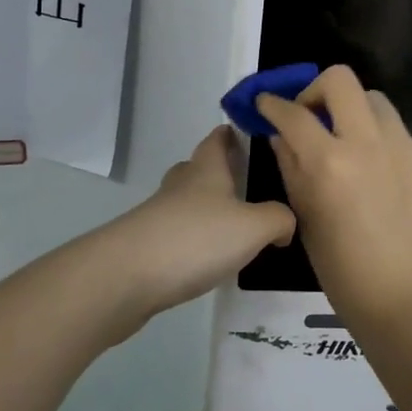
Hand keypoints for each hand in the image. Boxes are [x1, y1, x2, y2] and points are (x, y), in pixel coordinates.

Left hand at [96, 126, 295, 337]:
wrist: (126, 277)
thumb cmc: (196, 238)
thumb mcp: (254, 227)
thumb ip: (279, 219)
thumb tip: (284, 224)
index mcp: (206, 169)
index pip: (217, 139)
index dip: (231, 133)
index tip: (247, 133)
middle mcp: (181, 185)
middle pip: (198, 168)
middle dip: (218, 172)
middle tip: (246, 183)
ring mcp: (159, 215)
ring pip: (186, 203)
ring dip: (206, 209)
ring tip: (234, 227)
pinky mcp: (146, 246)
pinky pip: (176, 234)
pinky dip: (193, 240)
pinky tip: (209, 259)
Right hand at [257, 65, 411, 327]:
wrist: (409, 304)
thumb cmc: (344, 271)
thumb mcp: (306, 217)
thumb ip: (291, 167)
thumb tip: (283, 136)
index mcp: (330, 162)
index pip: (293, 113)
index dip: (272, 104)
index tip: (266, 104)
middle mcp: (370, 143)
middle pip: (341, 80)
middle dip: (317, 90)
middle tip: (312, 117)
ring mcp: (407, 150)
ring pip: (376, 101)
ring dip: (354, 112)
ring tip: (349, 144)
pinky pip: (400, 136)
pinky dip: (383, 145)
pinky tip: (381, 179)